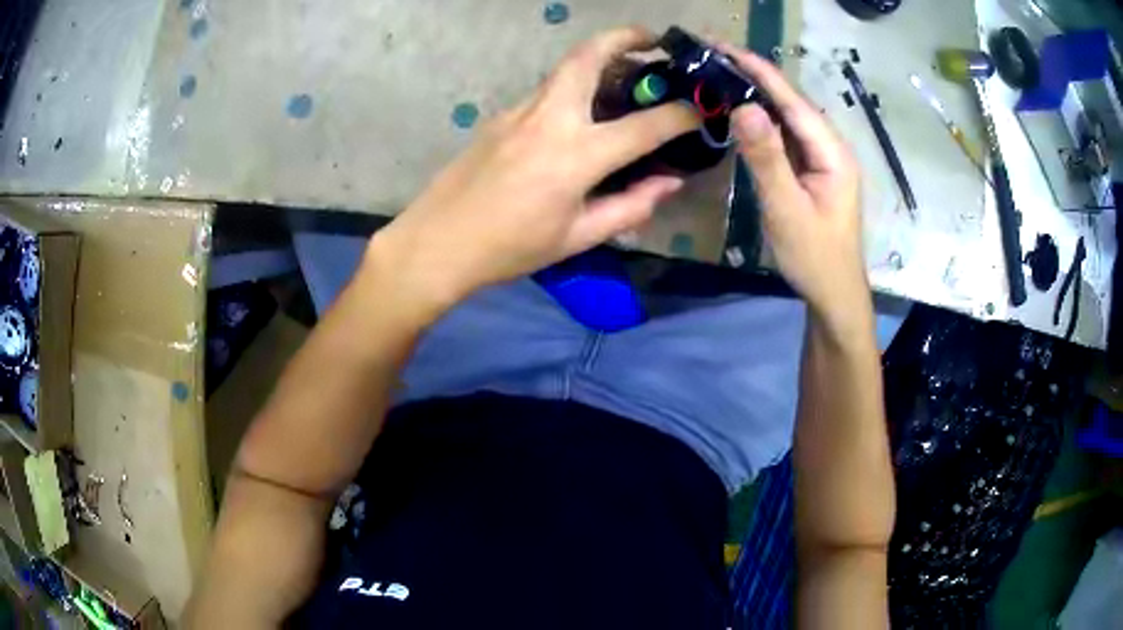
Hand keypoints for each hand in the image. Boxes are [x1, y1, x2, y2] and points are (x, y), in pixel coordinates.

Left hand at [371, 27, 698, 315]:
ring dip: (600, 57)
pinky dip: (574, 87)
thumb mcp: (577, 237)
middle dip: (625, 37)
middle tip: (653, 39)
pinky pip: (547, 91)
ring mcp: (520, 111)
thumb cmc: (510, 249)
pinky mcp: (501, 116)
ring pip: (566, 68)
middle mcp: (550, 119)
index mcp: (576, 156)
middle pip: (589, 56)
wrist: (437, 243)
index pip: (644, 125)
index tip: (703, 106)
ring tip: (627, 69)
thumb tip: (669, 182)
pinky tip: (582, 111)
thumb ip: (630, 206)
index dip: (681, 113)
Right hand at [719, 46, 871, 334]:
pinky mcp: (813, 173)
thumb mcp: (787, 209)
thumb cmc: (814, 257)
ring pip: (788, 119)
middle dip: (755, 77)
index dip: (759, 71)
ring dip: (757, 97)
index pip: (792, 100)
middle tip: (713, 58)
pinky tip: (742, 116)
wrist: (834, 295)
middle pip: (791, 104)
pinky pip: (787, 139)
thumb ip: (767, 158)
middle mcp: (830, 148)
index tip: (724, 47)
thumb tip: (742, 107)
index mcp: (831, 152)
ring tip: (721, 76)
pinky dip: (763, 123)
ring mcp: (823, 161)